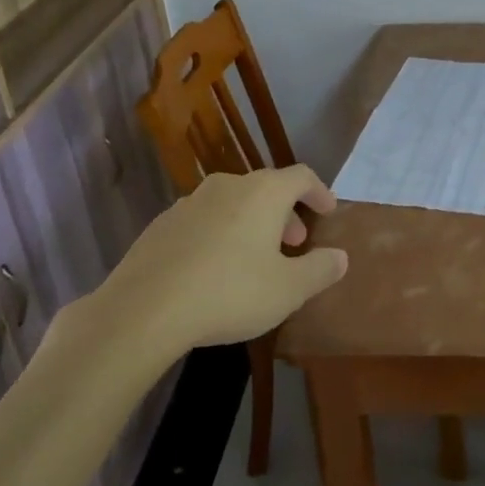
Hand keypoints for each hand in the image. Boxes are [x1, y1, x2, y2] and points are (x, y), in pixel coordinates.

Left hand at [99, 167, 346, 351]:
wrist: (143, 309)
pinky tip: (213, 269)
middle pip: (266, 188)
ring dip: (251, 223)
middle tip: (294, 242)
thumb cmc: (229, 292)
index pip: (302, 176)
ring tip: (255, 258)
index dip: (319, 191)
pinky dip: (219, 234)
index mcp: (264, 192)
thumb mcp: (288, 290)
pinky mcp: (162, 224)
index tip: (328, 211)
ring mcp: (190, 201)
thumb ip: (320, 270)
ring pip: (233, 203)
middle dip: (285, 212)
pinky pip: (203, 220)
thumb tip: (341, 256)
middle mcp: (229, 185)